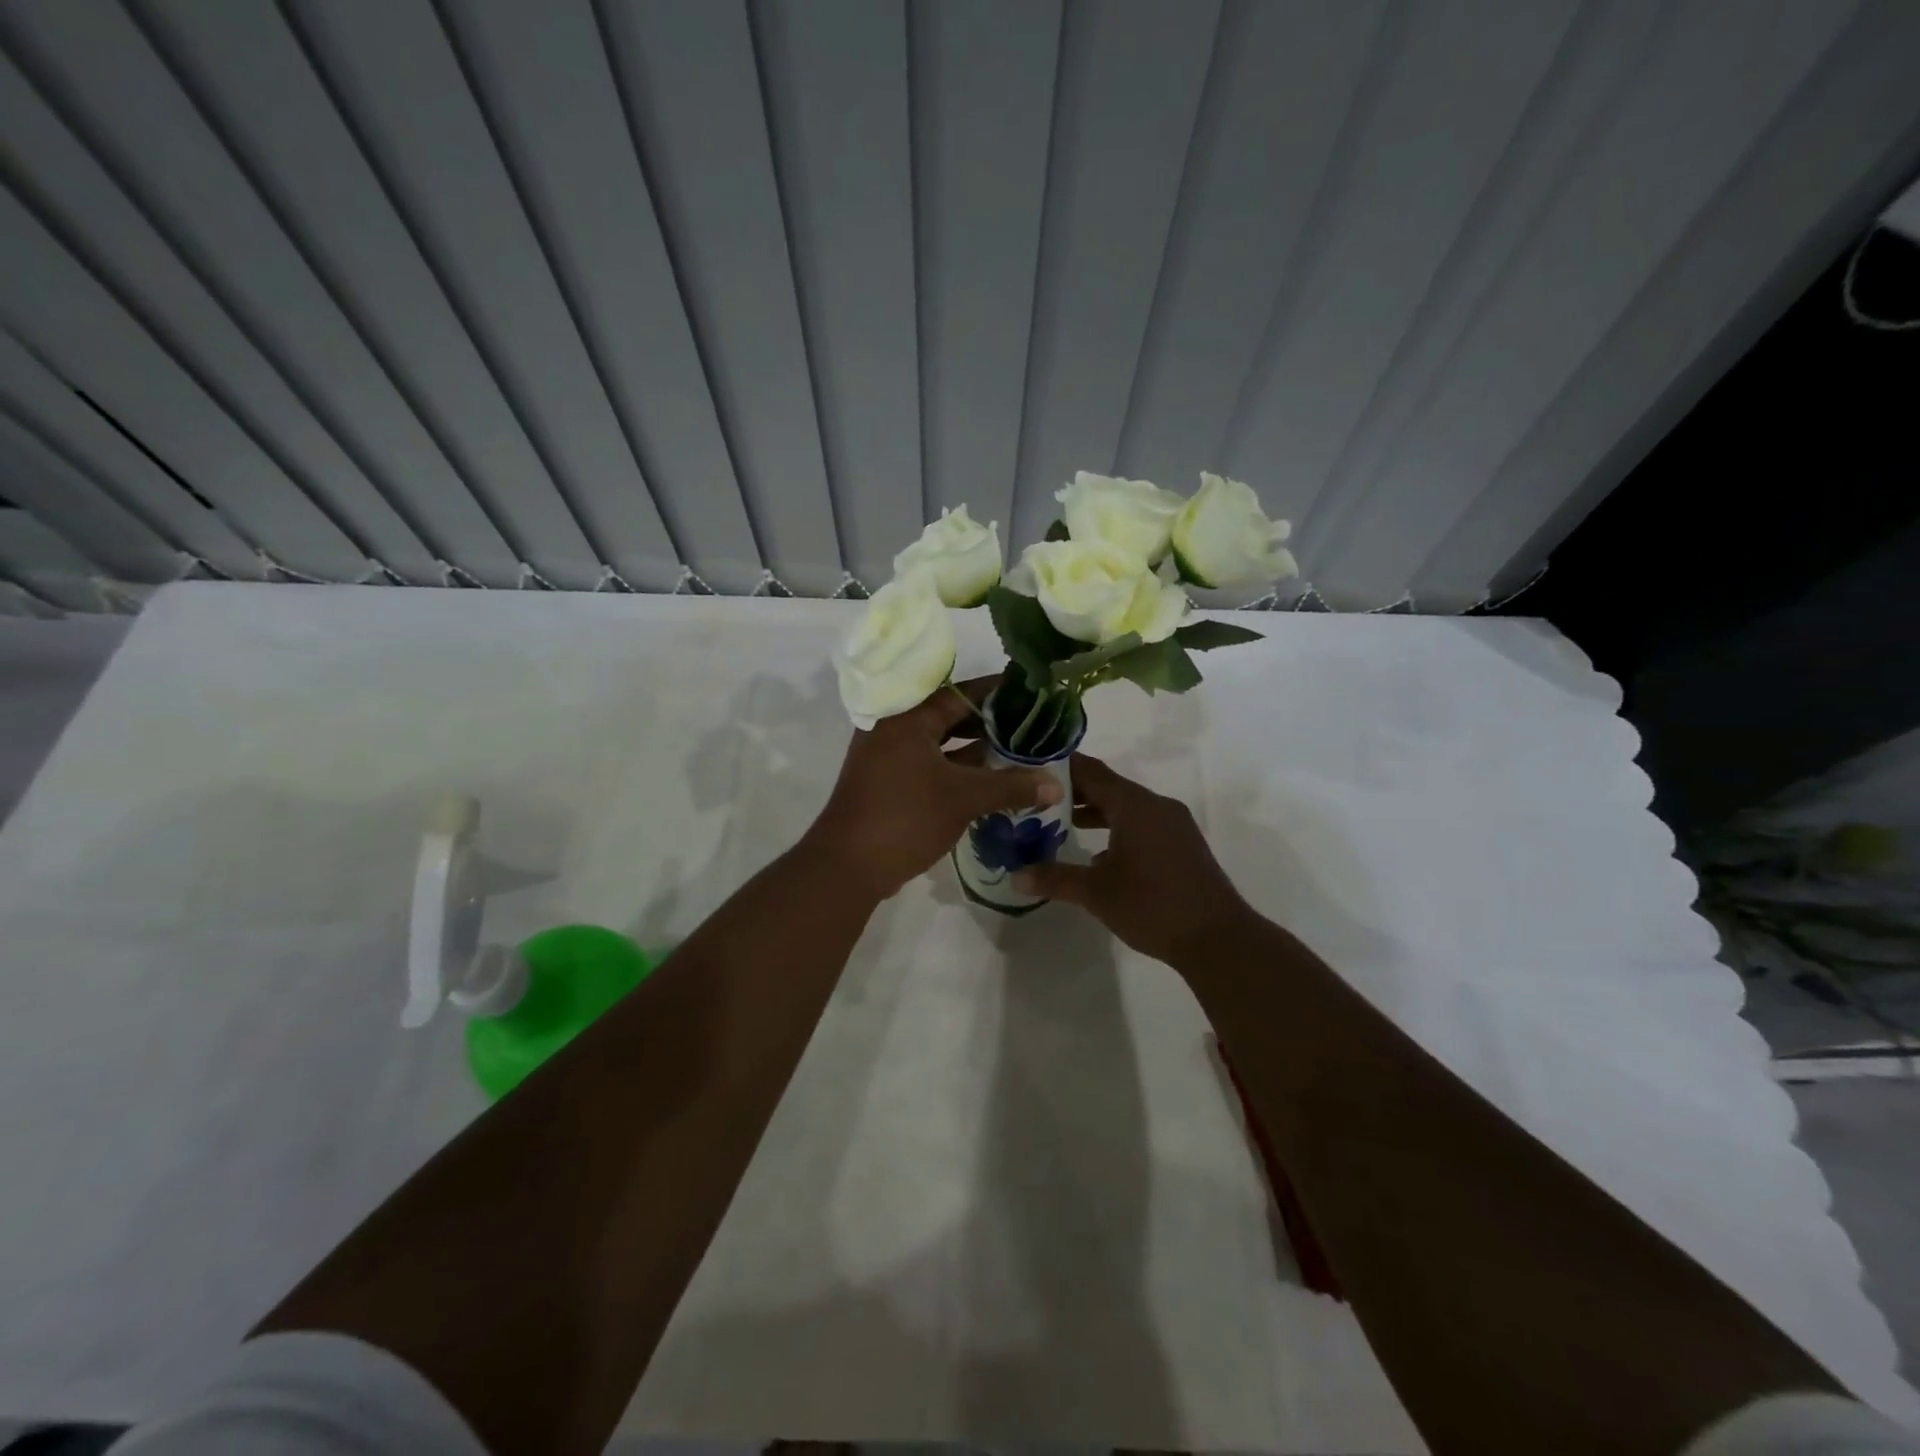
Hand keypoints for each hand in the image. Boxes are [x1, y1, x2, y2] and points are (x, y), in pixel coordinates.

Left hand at [807, 677, 1062, 901]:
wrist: (848, 865)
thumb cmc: (905, 817)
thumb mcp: (964, 798)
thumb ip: (1011, 786)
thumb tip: (1056, 784)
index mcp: (907, 718)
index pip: (959, 694)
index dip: (996, 693)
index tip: (1029, 693)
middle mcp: (894, 728)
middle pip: (949, 716)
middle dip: (989, 722)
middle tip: (1029, 724)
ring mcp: (888, 757)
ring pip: (940, 744)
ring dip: (974, 749)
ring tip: (1016, 751)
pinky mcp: (888, 783)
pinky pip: (930, 765)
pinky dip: (957, 770)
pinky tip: (988, 780)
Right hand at [1015, 754, 1250, 962]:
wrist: (1218, 938)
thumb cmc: (1152, 906)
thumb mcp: (1096, 892)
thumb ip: (1054, 879)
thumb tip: (1015, 877)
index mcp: (1134, 805)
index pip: (1091, 771)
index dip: (1060, 767)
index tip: (1031, 767)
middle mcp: (1155, 805)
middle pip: (1108, 787)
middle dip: (1074, 793)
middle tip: (1037, 799)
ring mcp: (1174, 824)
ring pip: (1127, 807)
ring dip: (1096, 812)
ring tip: (1060, 824)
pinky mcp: (1183, 844)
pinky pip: (1143, 824)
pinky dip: (1117, 829)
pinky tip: (1098, 856)